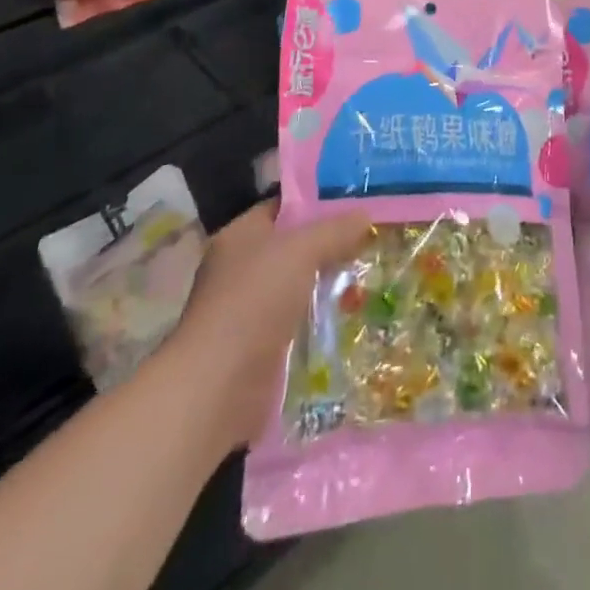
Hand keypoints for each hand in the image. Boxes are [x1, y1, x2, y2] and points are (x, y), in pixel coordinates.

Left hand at [168, 202, 370, 450]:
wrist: (218, 387)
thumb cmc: (254, 301)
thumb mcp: (302, 251)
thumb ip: (335, 230)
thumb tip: (365, 215)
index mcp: (240, 235)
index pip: (283, 207)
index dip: (317, 202)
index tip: (356, 203)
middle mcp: (240, 268)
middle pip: (293, 247)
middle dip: (329, 246)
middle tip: (371, 239)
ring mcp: (247, 310)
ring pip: (298, 286)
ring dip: (327, 285)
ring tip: (369, 277)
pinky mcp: (258, 348)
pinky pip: (297, 322)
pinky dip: (320, 321)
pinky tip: (350, 316)